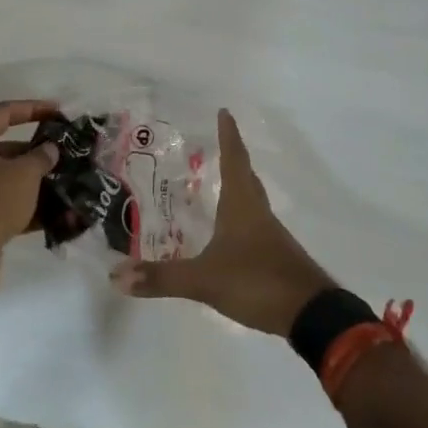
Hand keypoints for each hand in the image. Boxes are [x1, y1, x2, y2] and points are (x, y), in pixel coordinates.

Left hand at [0, 99, 61, 265]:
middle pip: (10, 148)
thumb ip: (41, 156)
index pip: (5, 112)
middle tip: (69, 154)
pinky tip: (60, 215)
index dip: (33, 108)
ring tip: (70, 184)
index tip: (59, 112)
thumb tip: (50, 149)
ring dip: (40, 182)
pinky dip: (33, 208)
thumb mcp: (24, 173)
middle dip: (41, 152)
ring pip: (12, 179)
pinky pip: (11, 206)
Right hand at [112, 109, 336, 336]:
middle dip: (233, 158)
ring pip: (253, 201)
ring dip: (239, 187)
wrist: (311, 315)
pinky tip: (231, 232)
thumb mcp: (204, 281)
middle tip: (219, 144)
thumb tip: (116, 275)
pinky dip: (242, 217)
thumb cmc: (257, 281)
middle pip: (247, 177)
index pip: (234, 160)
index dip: (228, 136)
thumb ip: (162, 278)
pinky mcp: (277, 257)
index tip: (225, 112)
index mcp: (242, 206)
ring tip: (221, 182)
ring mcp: (271, 235)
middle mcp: (258, 213)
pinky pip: (256, 226)